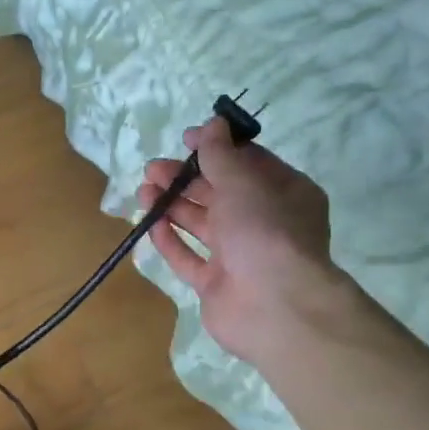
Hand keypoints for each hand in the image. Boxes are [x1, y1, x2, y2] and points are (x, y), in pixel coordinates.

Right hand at [138, 118, 351, 365]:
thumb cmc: (264, 230)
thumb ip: (221, 154)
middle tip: (153, 169)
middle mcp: (264, 223)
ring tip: (144, 190)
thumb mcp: (242, 181)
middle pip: (220, 193)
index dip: (216, 149)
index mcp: (284, 194)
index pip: (249, 163)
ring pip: (202, 224)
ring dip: (173, 205)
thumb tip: (213, 123)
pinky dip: (171, 240)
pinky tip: (151, 223)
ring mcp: (240, 256)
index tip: (186, 140)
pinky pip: (189, 258)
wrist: (274, 306)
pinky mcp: (216, 284)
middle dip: (186, 178)